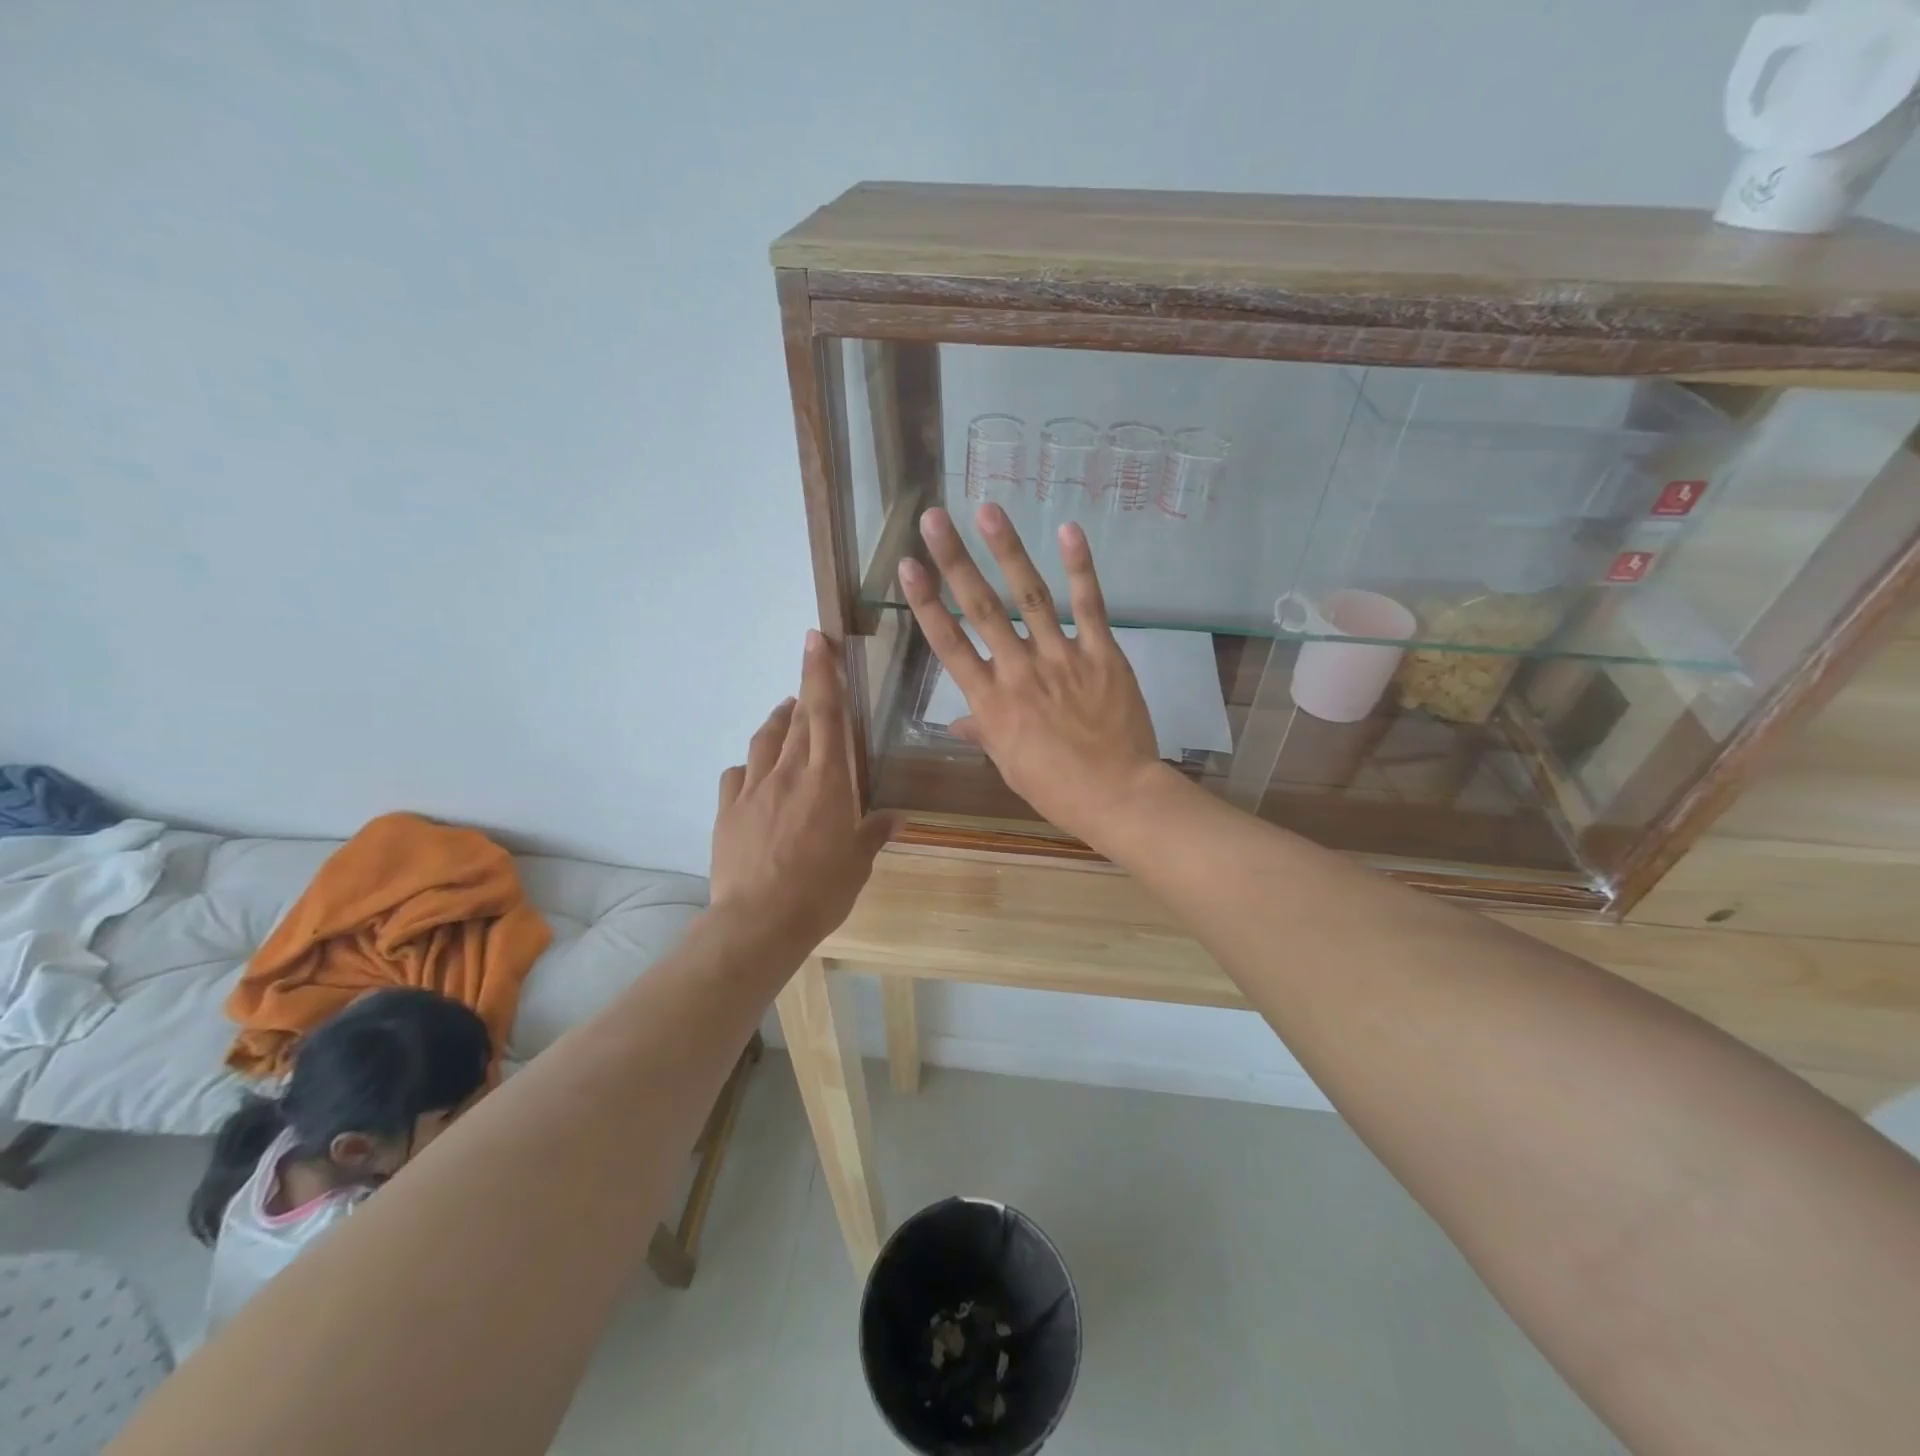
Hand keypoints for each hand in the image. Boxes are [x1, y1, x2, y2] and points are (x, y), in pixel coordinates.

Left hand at [710, 631, 897, 947]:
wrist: (759, 922)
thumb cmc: (821, 890)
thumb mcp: (858, 862)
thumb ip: (874, 832)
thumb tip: (897, 818)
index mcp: (826, 779)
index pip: (825, 713)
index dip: (821, 673)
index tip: (815, 638)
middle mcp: (788, 773)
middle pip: (796, 720)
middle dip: (804, 692)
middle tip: (811, 681)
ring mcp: (753, 789)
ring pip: (764, 740)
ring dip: (777, 721)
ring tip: (786, 715)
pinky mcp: (728, 810)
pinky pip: (737, 775)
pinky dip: (750, 765)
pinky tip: (755, 773)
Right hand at [898, 505, 1167, 842]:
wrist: (1117, 795)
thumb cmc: (1056, 787)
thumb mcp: (1010, 764)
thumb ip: (984, 733)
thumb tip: (958, 723)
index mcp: (991, 702)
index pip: (949, 644)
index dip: (927, 603)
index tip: (907, 566)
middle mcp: (1019, 671)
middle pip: (981, 609)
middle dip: (955, 561)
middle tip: (934, 518)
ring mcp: (1062, 659)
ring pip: (1030, 597)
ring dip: (1007, 551)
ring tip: (988, 510)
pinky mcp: (1102, 654)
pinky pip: (1089, 607)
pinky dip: (1080, 568)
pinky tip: (1068, 531)